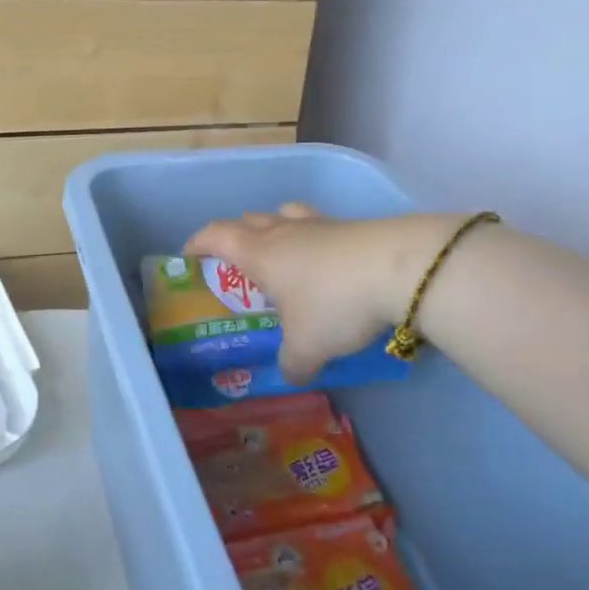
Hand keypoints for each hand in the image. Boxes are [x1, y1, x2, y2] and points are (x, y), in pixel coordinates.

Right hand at [185, 206, 458, 382]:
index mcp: (260, 253)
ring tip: (281, 256)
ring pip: (285, 215)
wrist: (400, 269)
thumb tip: (290, 373)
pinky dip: (313, 241)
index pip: (216, 236)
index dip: (198, 244)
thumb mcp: (307, 347)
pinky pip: (319, 227)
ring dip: (275, 230)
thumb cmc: (334, 303)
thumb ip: (292, 362)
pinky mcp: (352, 228)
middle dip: (236, 237)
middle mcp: (284, 232)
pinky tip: (327, 267)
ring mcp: (320, 225)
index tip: (188, 256)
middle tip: (238, 263)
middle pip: (249, 220)